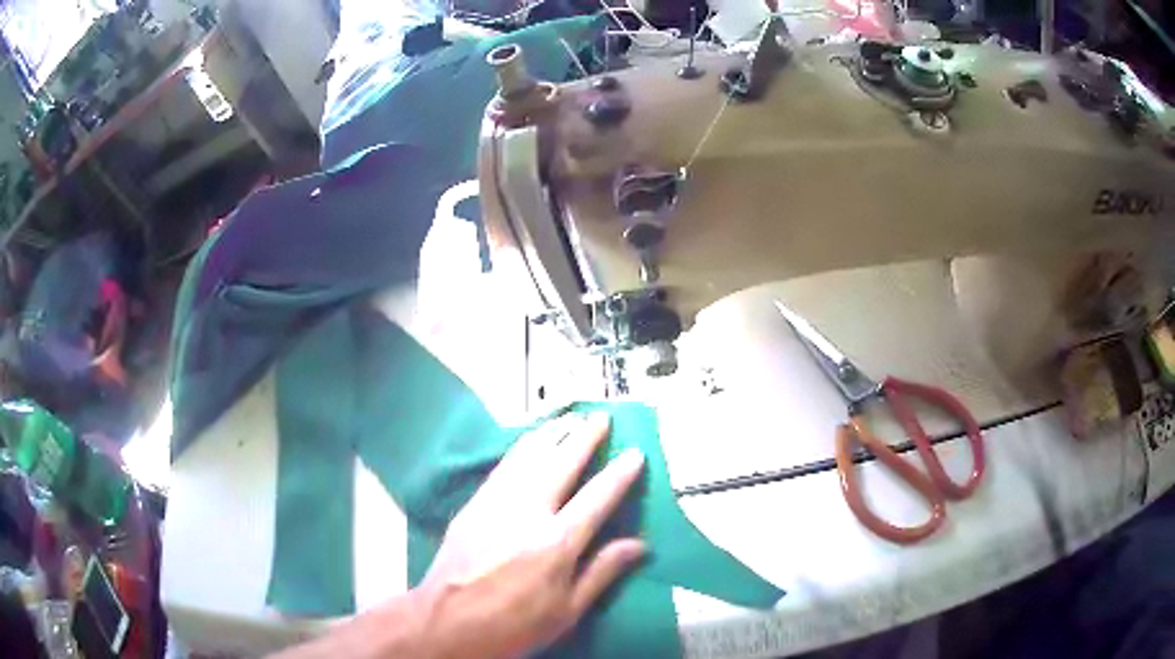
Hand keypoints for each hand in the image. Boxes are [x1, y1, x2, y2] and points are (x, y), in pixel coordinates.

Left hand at [417, 411, 646, 658]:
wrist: (447, 621)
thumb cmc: (513, 624)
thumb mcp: (567, 611)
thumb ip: (603, 572)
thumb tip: (640, 545)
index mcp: (557, 543)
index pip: (597, 498)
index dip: (619, 474)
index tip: (635, 452)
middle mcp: (528, 513)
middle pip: (561, 463)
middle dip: (584, 437)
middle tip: (601, 416)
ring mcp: (496, 503)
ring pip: (529, 456)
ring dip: (552, 433)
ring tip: (569, 416)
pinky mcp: (474, 504)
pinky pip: (503, 466)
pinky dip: (522, 446)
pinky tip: (530, 440)